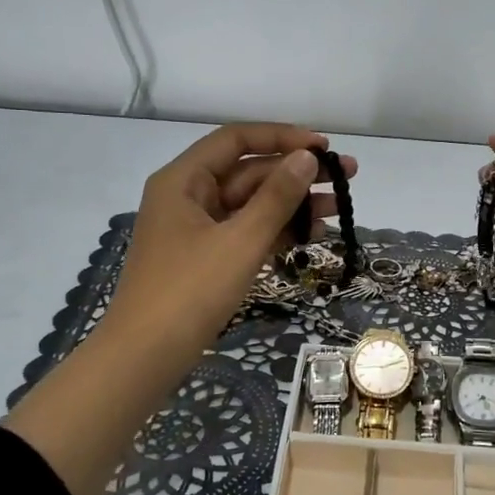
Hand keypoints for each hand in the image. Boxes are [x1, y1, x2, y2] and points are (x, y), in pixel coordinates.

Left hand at [99, 123, 354, 387]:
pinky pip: (246, 232)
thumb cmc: (190, 291)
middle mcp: (188, 196)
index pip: (237, 139)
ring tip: (339, 210)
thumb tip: (306, 158)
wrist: (146, 357)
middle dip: (297, 174)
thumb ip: (276, 197)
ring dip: (293, 205)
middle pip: (248, 172)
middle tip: (348, 177)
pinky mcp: (206, 258)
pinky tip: (312, 236)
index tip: (324, 147)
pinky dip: (276, 231)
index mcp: (184, 180)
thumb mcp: (240, 240)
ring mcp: (197, 229)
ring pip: (252, 204)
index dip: (283, 137)